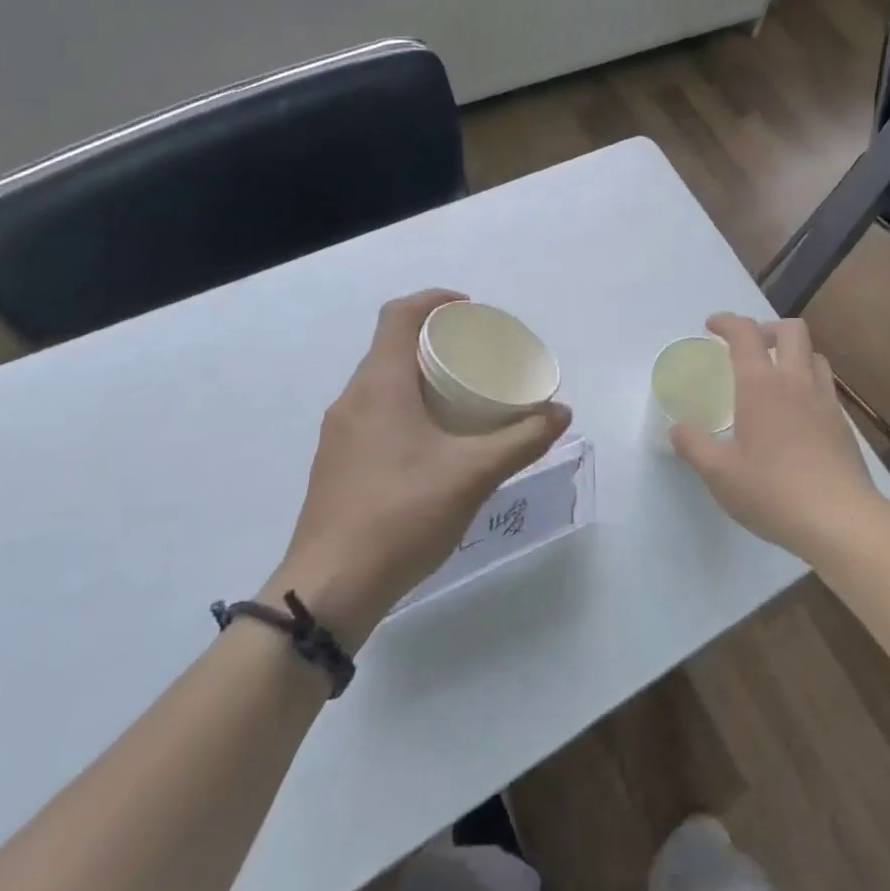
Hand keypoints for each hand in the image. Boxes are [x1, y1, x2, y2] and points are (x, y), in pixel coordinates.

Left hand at [270, 289, 570, 649]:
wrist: (328, 590)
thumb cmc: (402, 515)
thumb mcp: (474, 474)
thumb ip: (522, 439)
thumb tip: (561, 412)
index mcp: (380, 385)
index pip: (399, 315)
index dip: (435, 300)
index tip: (471, 311)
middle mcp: (353, 400)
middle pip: (392, 347)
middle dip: (435, 341)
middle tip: (478, 357)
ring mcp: (339, 434)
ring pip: (382, 384)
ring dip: (420, 377)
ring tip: (462, 397)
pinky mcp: (337, 464)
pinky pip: (374, 414)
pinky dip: (406, 408)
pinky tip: (434, 444)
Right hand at [670, 313, 887, 563]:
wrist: (840, 520)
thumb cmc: (772, 491)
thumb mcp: (719, 474)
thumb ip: (694, 447)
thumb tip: (677, 429)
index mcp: (761, 385)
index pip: (745, 334)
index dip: (727, 322)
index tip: (712, 326)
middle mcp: (796, 382)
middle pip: (791, 330)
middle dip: (767, 329)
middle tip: (749, 348)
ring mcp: (825, 401)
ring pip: (814, 355)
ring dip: (793, 354)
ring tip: (776, 376)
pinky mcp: (843, 424)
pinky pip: (826, 386)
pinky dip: (808, 383)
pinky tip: (797, 414)